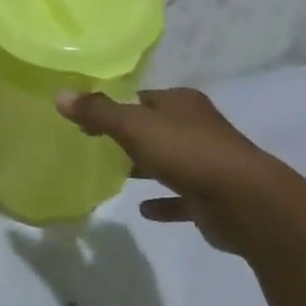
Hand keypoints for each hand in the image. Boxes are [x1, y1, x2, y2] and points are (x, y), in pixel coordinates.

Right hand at [56, 88, 276, 251]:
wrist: (246, 202)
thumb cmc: (188, 153)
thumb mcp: (134, 127)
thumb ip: (98, 113)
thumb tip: (59, 95)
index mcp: (181, 104)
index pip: (141, 98)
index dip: (113, 105)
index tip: (86, 118)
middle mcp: (197, 128)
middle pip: (156, 128)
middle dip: (129, 136)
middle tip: (94, 145)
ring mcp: (207, 163)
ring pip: (169, 161)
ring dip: (146, 167)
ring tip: (114, 174)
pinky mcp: (212, 197)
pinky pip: (180, 198)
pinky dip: (164, 202)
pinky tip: (143, 210)